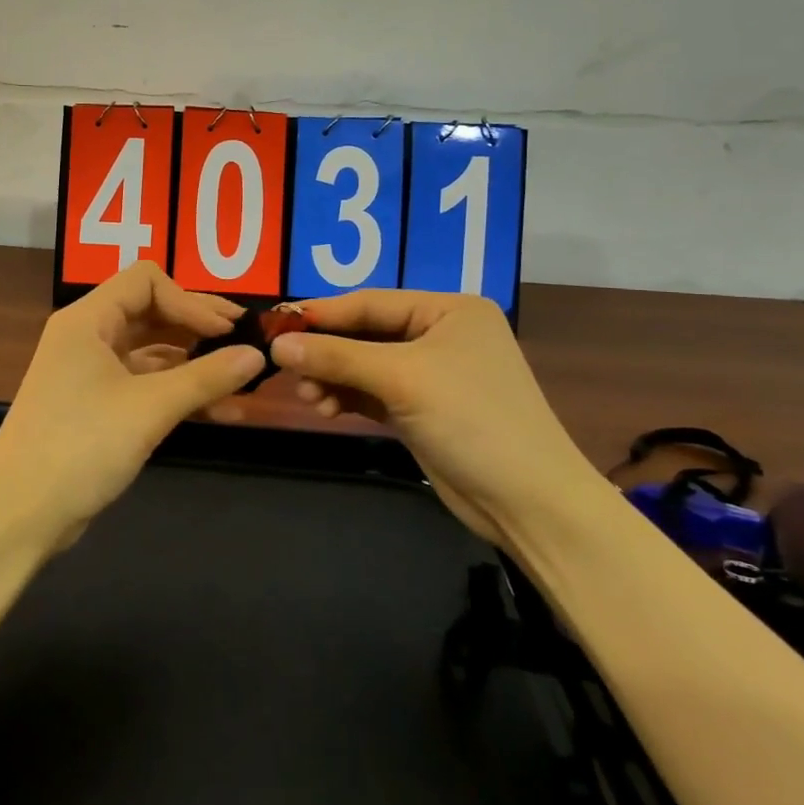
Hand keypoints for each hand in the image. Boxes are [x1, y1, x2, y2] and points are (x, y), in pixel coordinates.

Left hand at [0, 263, 264, 547]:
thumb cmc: (81, 446)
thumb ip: (206, 377)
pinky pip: (146, 385)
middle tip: (246, 343)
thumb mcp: (150, 408)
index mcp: (88, 319)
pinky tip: (220, 411)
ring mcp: (91, 373)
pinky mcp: (97, 407)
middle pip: (152, 312)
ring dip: (195, 364)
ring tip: (243, 383)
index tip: (227, 331)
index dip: (191, 300)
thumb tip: (257, 355)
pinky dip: (179, 392)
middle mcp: (88, 336)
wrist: (19, 515)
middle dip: (199, 327)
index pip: (147, 281)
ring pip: (153, 352)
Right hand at [266, 291, 600, 533]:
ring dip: (333, 378)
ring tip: (309, 398)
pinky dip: (347, 397)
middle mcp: (440, 334)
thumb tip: (277, 345)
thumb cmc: (472, 420)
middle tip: (287, 370)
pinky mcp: (422, 410)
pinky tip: (324, 408)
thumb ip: (337, 357)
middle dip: (327, 353)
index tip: (275, 326)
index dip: (322, 314)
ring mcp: (431, 374)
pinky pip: (372, 392)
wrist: (529, 502)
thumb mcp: (401, 379)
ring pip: (365, 365)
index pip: (371, 302)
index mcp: (448, 310)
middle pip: (366, 333)